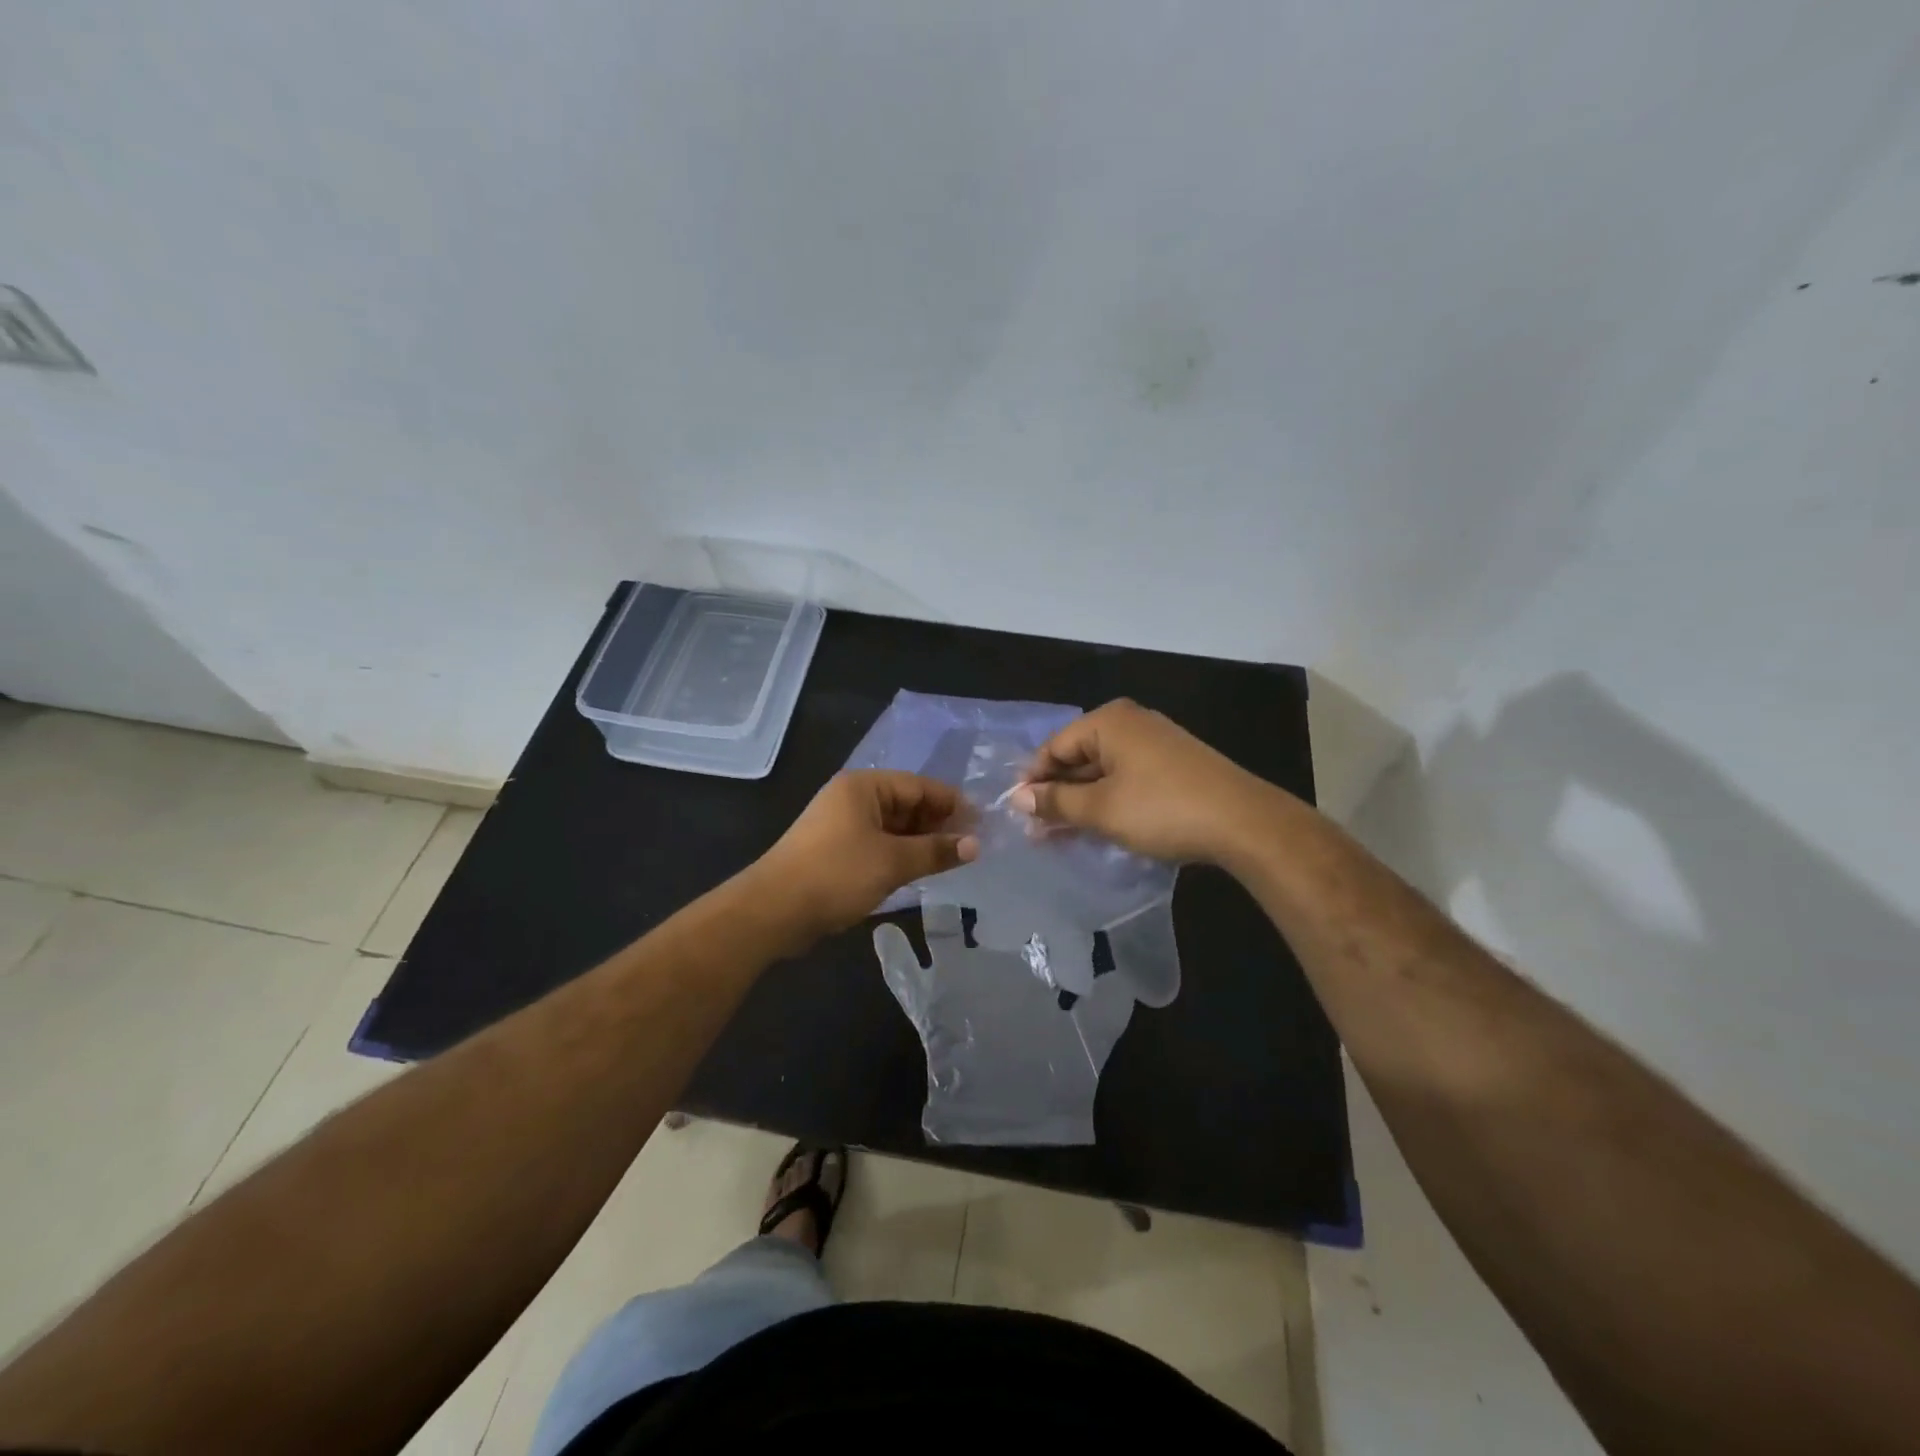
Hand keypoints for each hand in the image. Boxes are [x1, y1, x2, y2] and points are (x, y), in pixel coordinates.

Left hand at [754, 771, 978, 944]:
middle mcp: (852, 798)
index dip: (952, 803)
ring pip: (893, 827)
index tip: (982, 822)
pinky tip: (922, 870)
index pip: (919, 786)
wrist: (774, 910)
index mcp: (863, 787)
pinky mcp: (836, 851)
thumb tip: (975, 845)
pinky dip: (901, 854)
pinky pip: (878, 844)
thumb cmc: (836, 874)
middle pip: (906, 804)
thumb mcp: (893, 862)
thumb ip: (936, 851)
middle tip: (972, 845)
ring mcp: (841, 825)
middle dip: (938, 823)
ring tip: (954, 859)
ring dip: (921, 841)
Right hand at [1009, 699, 1269, 863]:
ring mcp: (1156, 742)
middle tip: (1037, 830)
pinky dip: (1109, 800)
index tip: (1017, 813)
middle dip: (1057, 793)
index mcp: (1109, 722)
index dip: (1033, 780)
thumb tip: (1018, 798)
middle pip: (1079, 757)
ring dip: (1081, 801)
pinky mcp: (1175, 765)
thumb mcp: (1101, 809)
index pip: (1054, 747)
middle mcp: (1132, 723)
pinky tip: (1100, 826)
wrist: (1244, 823)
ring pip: (1103, 771)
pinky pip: (1127, 778)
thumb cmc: (1162, 809)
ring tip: (1062, 835)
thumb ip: (1056, 802)